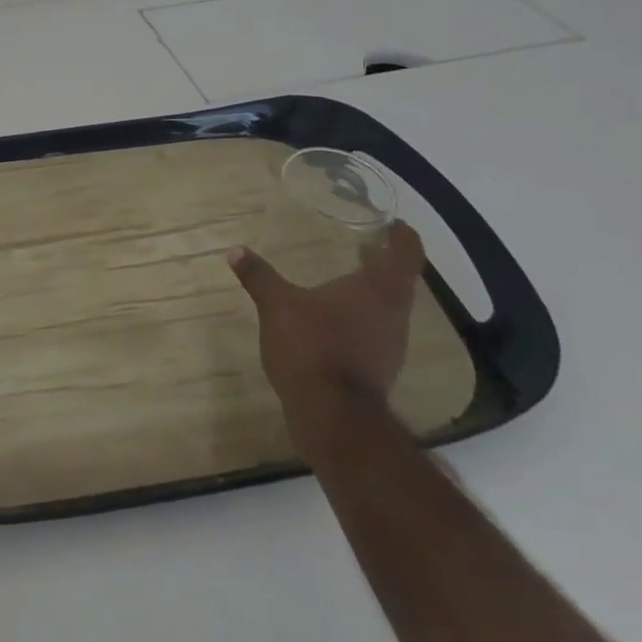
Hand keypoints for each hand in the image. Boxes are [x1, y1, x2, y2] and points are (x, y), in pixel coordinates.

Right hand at [226, 221, 425, 457]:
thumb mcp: (278, 305)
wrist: (333, 417)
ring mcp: (390, 347)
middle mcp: (394, 316)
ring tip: (347, 279)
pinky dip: (361, 319)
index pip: (406, 255)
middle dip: (384, 264)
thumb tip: (236, 251)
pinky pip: (375, 332)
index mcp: (378, 291)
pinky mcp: (378, 370)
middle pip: (400, 283)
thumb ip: (259, 276)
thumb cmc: (313, 347)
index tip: (396, 224)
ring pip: (389, 310)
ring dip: (372, 293)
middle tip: (364, 246)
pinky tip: (335, 320)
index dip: (404, 237)